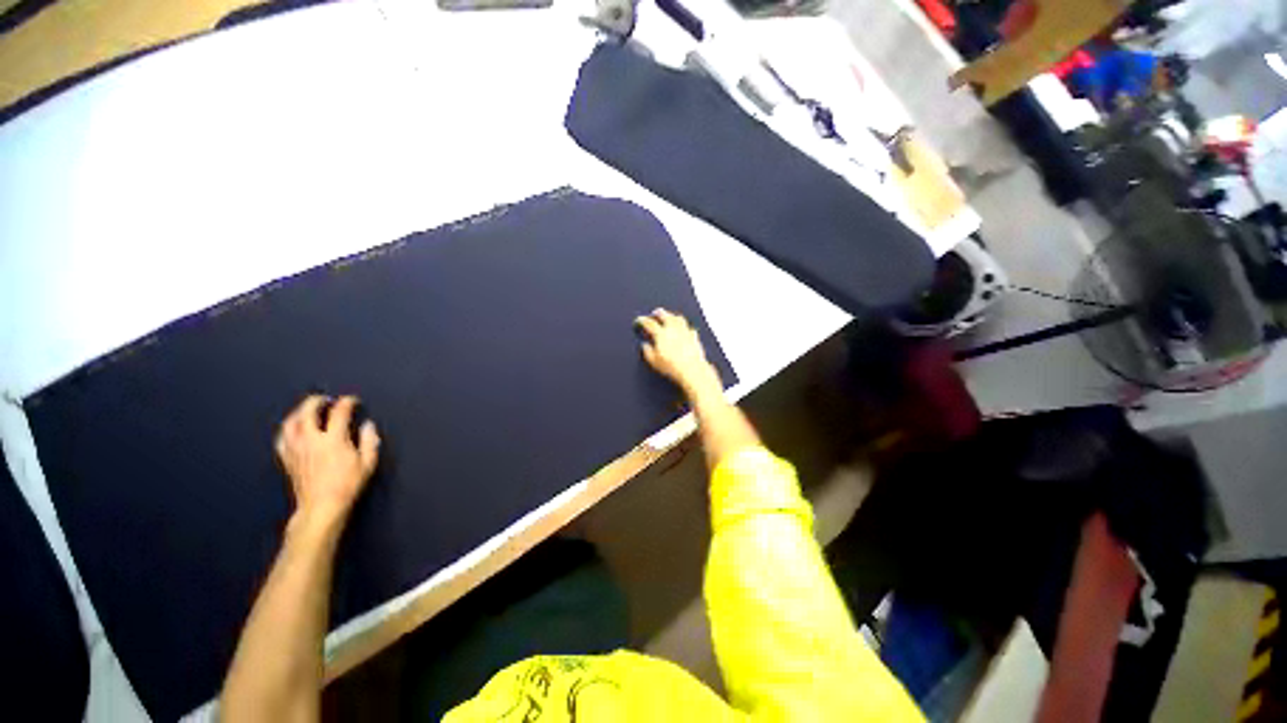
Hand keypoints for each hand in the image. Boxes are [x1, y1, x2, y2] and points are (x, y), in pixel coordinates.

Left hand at [276, 395, 379, 528]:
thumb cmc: (345, 490)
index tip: (352, 402)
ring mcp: (296, 447)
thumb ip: (369, 444)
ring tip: (306, 412)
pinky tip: (292, 433)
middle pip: (309, 408)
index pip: (339, 411)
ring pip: (292, 420)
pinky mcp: (287, 458)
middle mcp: (311, 437)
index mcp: (332, 438)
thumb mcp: (365, 468)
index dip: (347, 402)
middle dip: (318, 400)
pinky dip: (287, 432)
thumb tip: (368, 426)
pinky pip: (282, 439)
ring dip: (299, 412)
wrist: (321, 510)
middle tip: (326, 401)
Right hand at [635, 309, 721, 396]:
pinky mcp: (694, 337)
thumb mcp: (654, 362)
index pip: (649, 323)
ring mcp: (685, 331)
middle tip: (655, 312)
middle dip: (659, 313)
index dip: (642, 320)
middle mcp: (673, 329)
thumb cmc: (673, 367)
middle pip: (665, 315)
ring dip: (672, 315)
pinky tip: (684, 329)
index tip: (639, 320)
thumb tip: (645, 346)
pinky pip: (688, 327)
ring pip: (678, 318)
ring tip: (669, 316)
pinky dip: (684, 326)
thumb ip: (647, 352)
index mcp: (661, 334)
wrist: (692, 370)